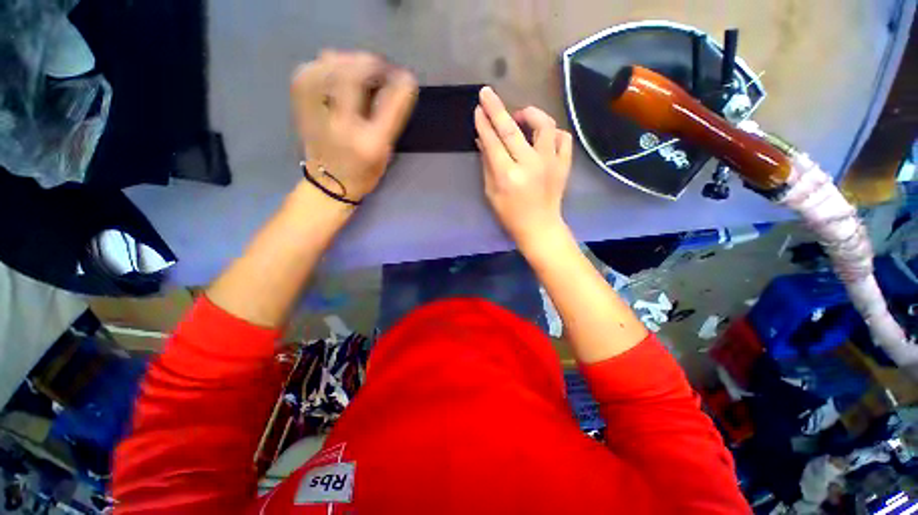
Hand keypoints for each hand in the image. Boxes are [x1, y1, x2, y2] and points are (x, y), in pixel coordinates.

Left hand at [291, 50, 417, 202]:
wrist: (329, 185)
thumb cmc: (363, 172)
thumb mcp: (384, 151)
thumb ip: (392, 117)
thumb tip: (402, 82)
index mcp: (368, 142)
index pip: (387, 104)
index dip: (397, 82)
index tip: (404, 76)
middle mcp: (342, 125)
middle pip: (351, 76)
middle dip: (370, 63)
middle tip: (380, 67)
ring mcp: (316, 114)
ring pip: (326, 67)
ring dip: (347, 61)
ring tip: (359, 69)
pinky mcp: (299, 106)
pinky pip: (307, 71)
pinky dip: (322, 64)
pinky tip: (333, 70)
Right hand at [474, 86, 573, 247]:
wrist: (540, 227)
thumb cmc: (510, 215)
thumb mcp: (492, 193)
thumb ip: (488, 164)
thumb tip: (483, 139)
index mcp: (508, 176)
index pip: (493, 142)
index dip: (484, 123)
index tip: (478, 108)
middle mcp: (529, 165)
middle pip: (512, 129)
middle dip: (496, 109)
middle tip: (487, 93)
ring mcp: (550, 163)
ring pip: (543, 125)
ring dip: (529, 114)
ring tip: (520, 117)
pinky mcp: (564, 164)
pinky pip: (562, 137)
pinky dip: (552, 131)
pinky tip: (542, 136)